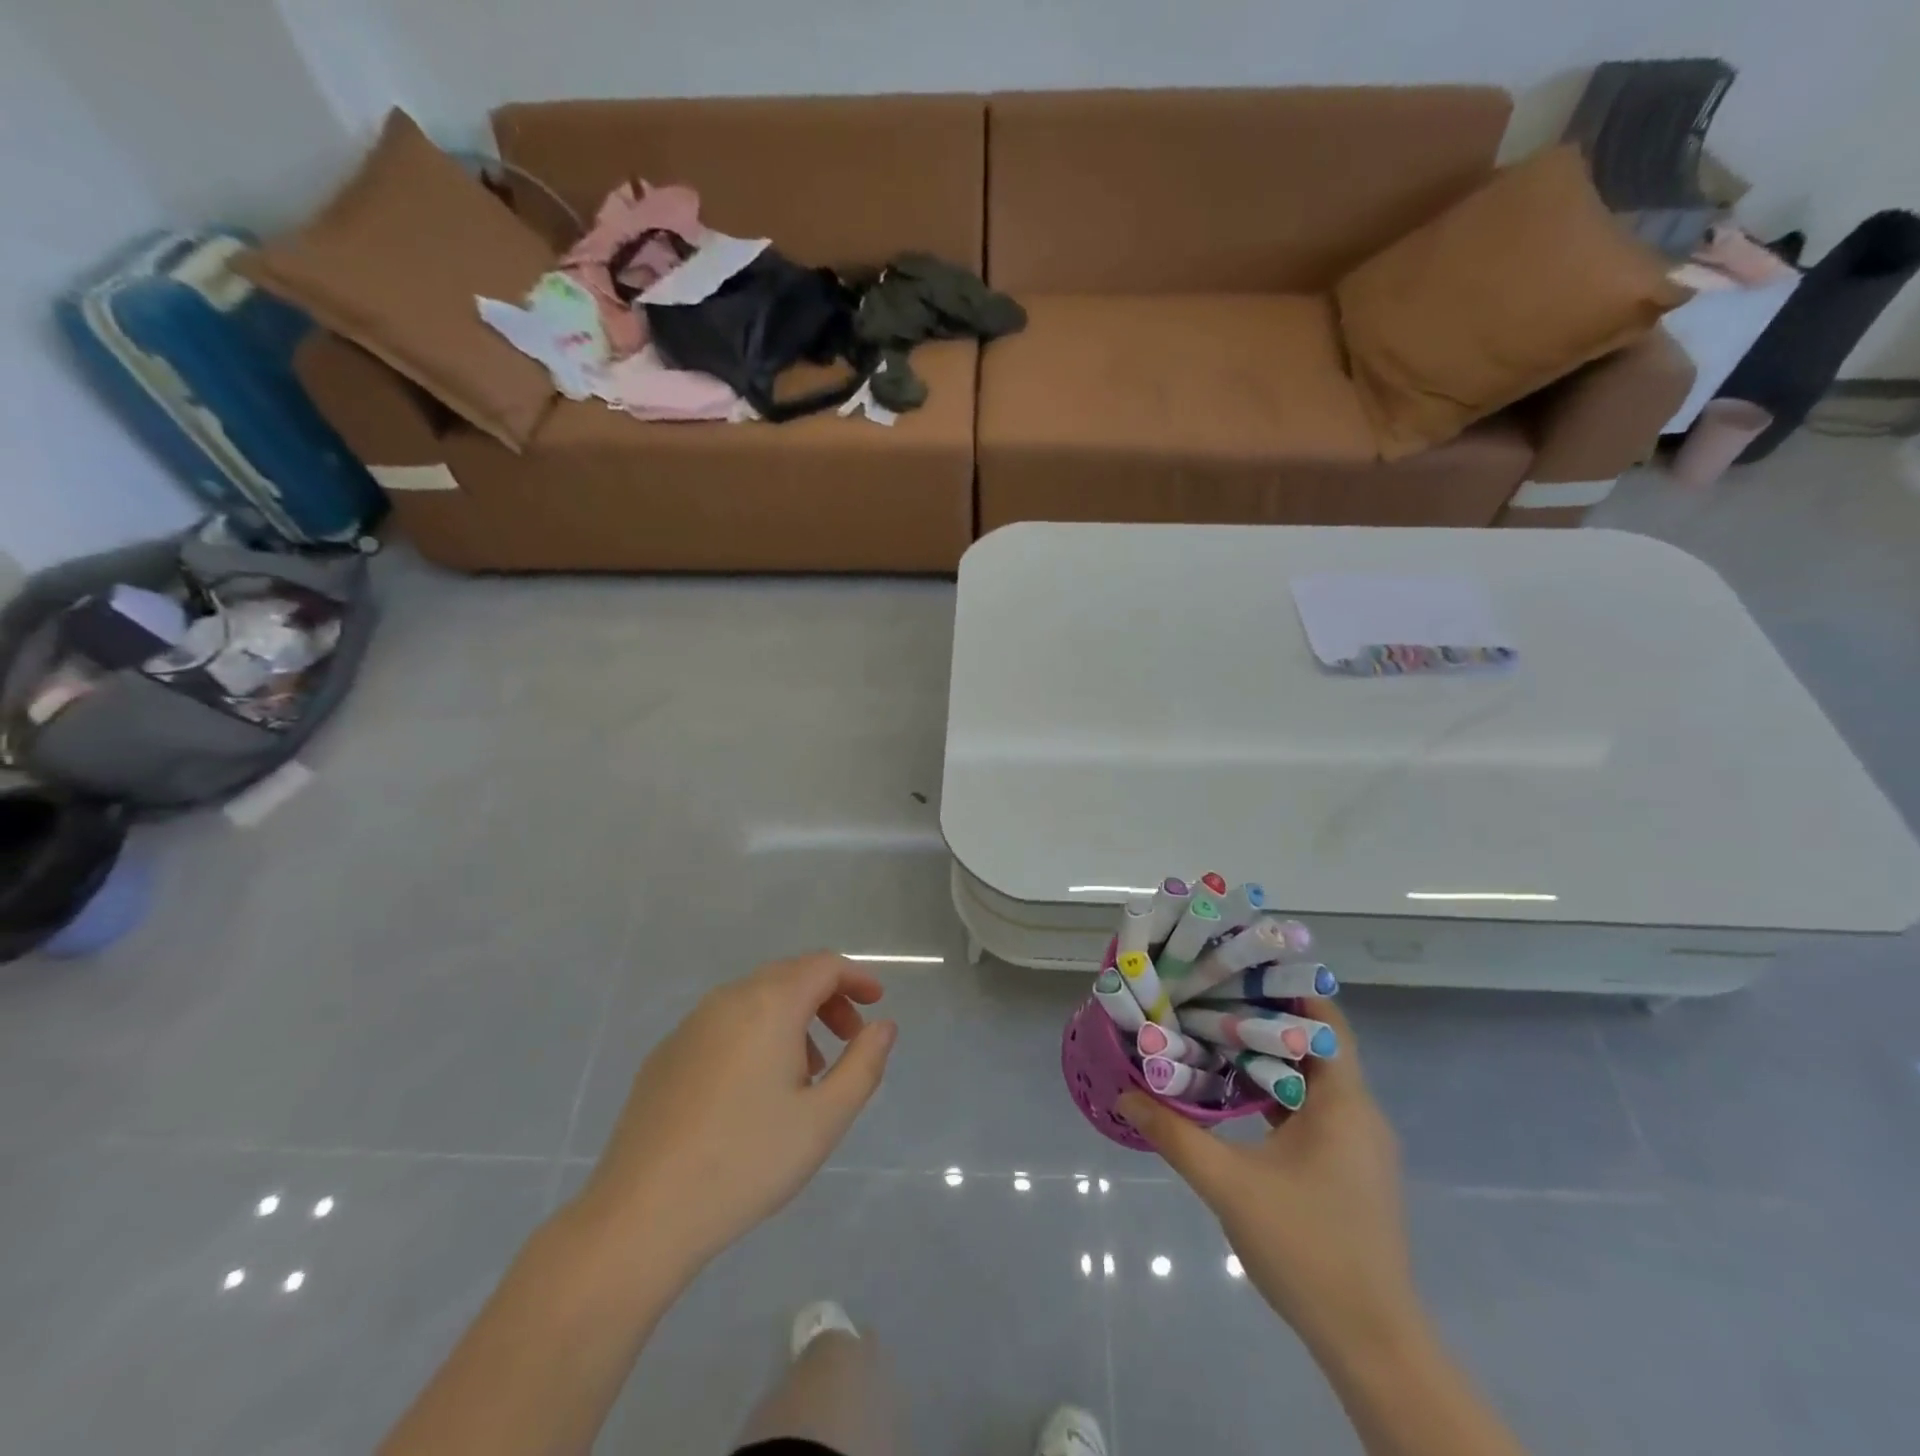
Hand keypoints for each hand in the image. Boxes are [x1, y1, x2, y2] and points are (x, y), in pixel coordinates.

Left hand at [575, 953, 896, 1268]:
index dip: (856, 978)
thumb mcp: (824, 1119)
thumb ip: (864, 1064)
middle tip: (849, 1040)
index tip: (876, 1003)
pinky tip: (754, 1089)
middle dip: (827, 998)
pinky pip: (724, 1023)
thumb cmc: (746, 1161)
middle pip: (789, 976)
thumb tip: (883, 1025)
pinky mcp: (666, 1053)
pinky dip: (755, 1033)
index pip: (823, 965)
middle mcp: (729, 999)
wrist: (642, 1214)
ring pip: (755, 999)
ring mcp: (691, 1025)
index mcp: (770, 1004)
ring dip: (792, 1018)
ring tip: (807, 1071)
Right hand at [1118, 997, 1416, 1352]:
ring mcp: (1358, 1143)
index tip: (1237, 966)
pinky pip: (1313, 1108)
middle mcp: (1359, 1113)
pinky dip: (1276, 1090)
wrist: (1371, 1343)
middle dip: (1264, 1016)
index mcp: (1344, 1103)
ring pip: (1312, 1077)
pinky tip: (1235, 1092)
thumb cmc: (1306, 1249)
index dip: (1285, 987)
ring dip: (1268, 1055)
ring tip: (1213, 1031)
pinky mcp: (1350, 1168)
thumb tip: (1127, 1094)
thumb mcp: (1229, 1186)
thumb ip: (1175, 1134)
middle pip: (1314, 1043)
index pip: (1323, 1020)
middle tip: (1210, 994)